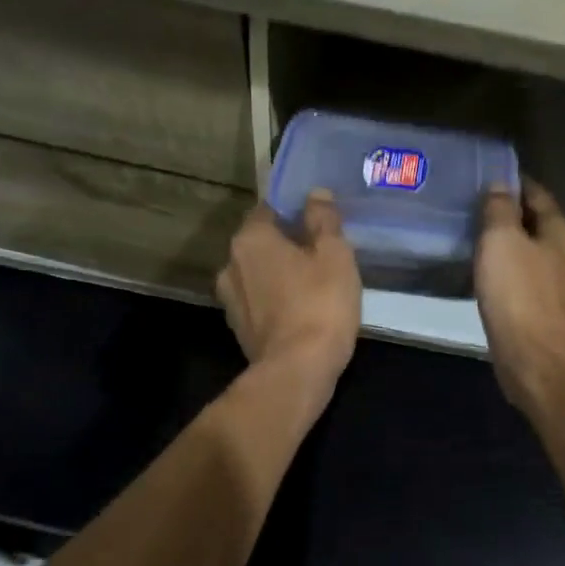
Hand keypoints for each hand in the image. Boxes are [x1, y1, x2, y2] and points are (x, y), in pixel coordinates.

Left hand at [216, 193, 361, 400]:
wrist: (297, 371)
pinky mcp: (238, 327)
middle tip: (321, 248)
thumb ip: (324, 219)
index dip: (295, 209)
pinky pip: (259, 298)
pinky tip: (301, 306)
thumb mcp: (334, 254)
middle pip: (262, 240)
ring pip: (259, 271)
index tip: (319, 218)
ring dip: (280, 271)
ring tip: (313, 279)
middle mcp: (230, 263)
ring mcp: (230, 298)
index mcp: (250, 238)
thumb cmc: (319, 304)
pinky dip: (276, 297)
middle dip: (288, 241)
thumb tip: (316, 194)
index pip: (269, 208)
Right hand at [475, 179, 564, 410]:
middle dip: (509, 213)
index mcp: (562, 232)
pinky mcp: (549, 312)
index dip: (512, 182)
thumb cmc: (519, 296)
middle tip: (472, 208)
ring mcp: (562, 286)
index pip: (537, 193)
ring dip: (508, 244)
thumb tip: (501, 184)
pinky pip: (527, 279)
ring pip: (532, 252)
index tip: (484, 177)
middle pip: (537, 223)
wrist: (537, 363)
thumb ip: (500, 209)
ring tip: (475, 239)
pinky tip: (487, 275)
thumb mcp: (501, 241)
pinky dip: (508, 270)